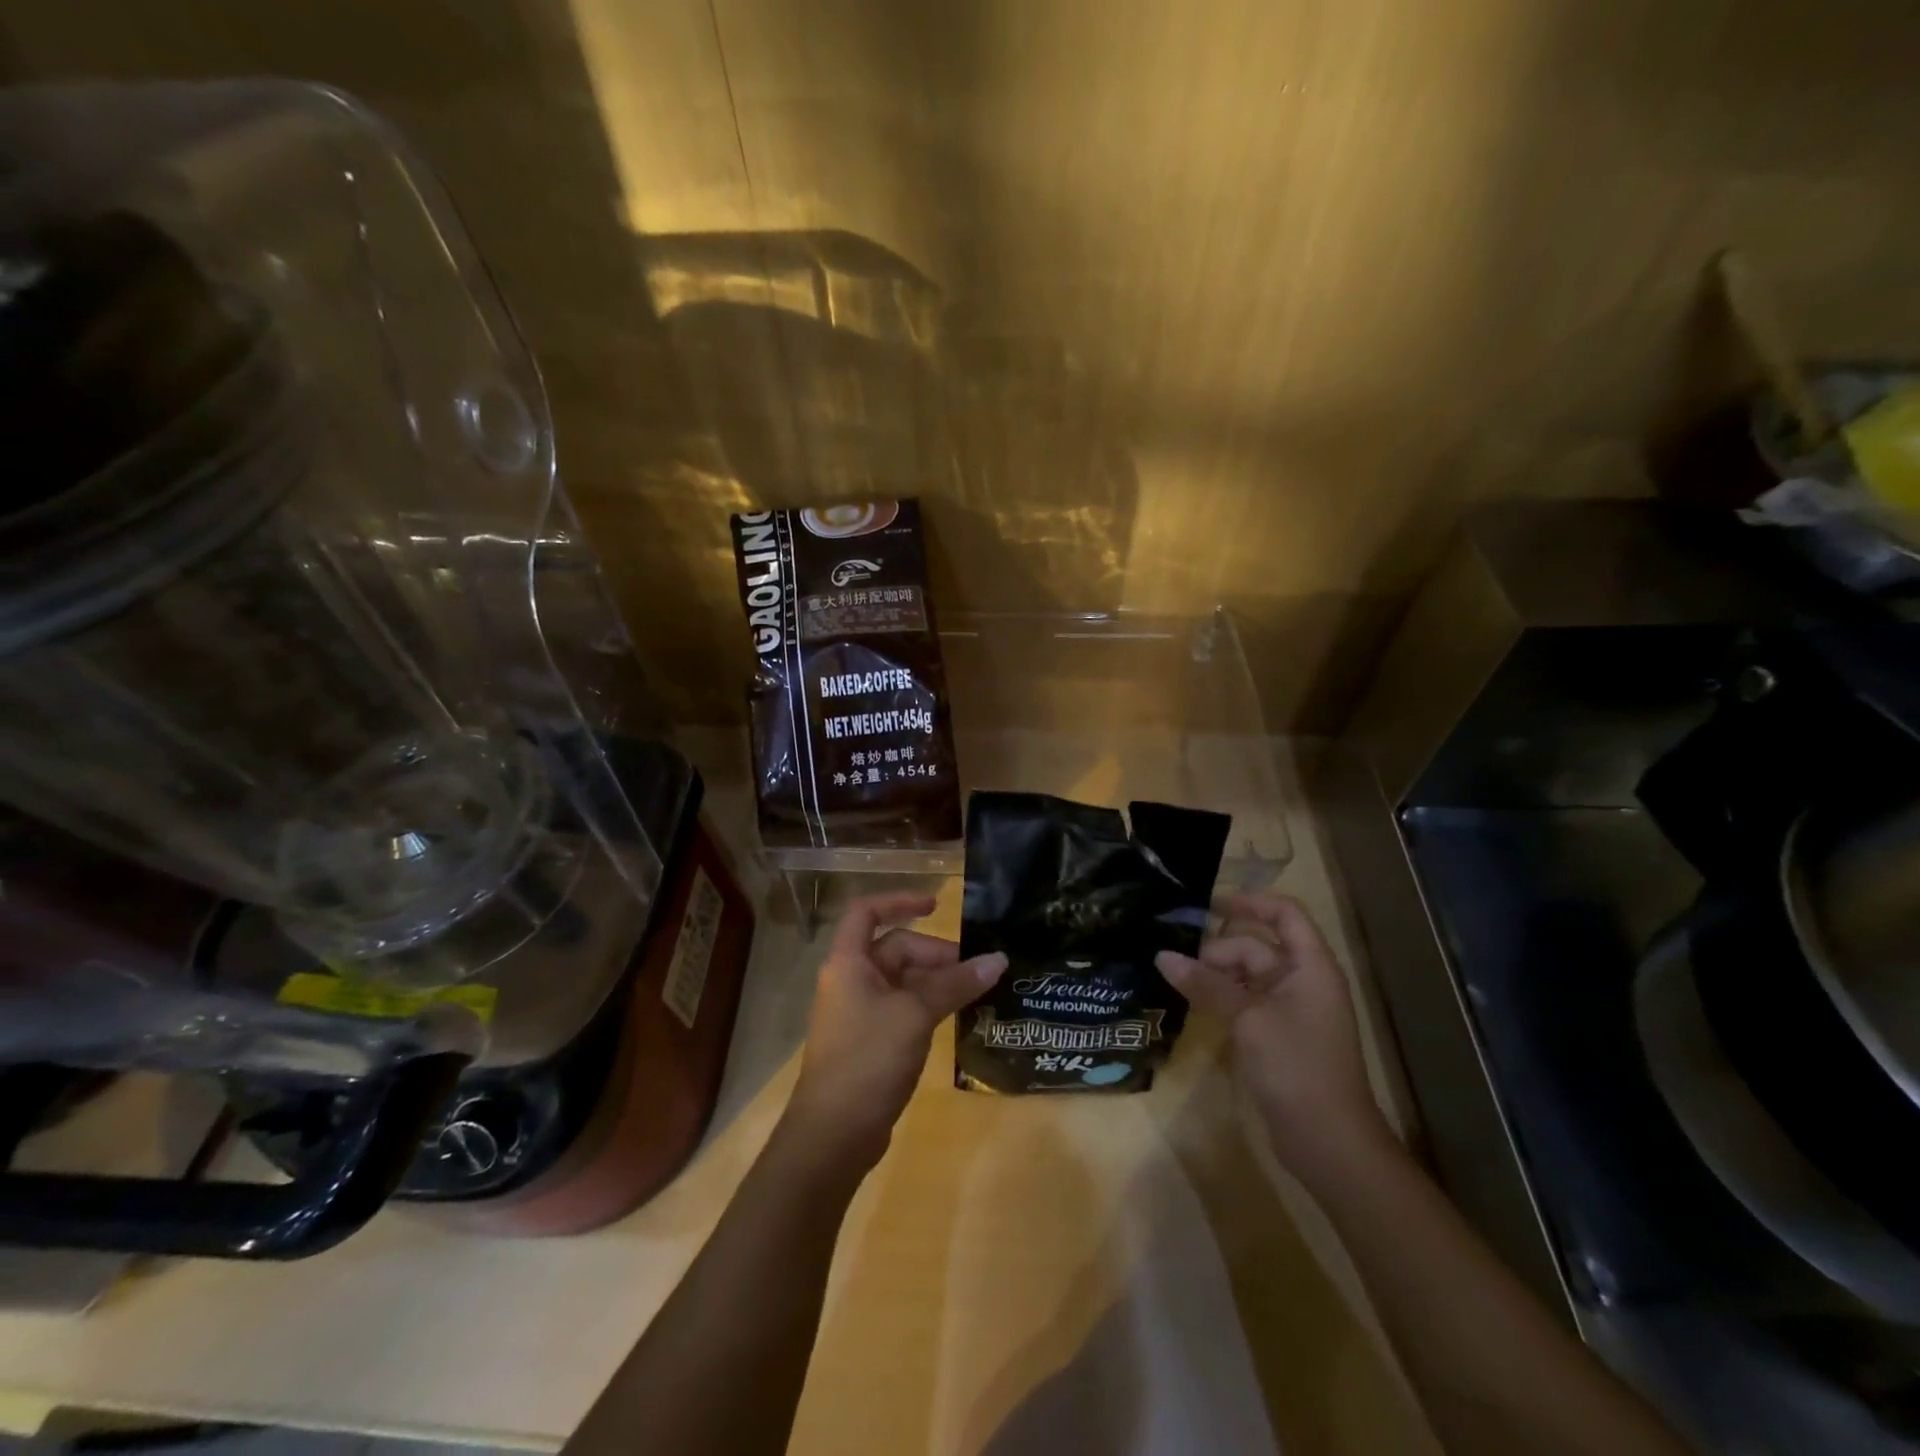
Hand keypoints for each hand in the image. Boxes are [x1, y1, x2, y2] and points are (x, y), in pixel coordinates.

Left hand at [787, 893, 1006, 1166]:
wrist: (833, 1134)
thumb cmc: (868, 1058)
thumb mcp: (916, 1014)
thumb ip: (956, 984)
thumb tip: (998, 959)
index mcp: (848, 962)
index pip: (868, 912)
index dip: (900, 901)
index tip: (938, 905)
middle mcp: (850, 980)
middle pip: (895, 949)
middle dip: (935, 954)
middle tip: (977, 970)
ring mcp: (859, 1013)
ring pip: (903, 981)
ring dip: (937, 982)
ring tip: (977, 992)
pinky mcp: (870, 1042)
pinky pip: (903, 1008)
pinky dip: (929, 1006)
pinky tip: (957, 1017)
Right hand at [1157, 892, 1395, 1185]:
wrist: (1329, 1141)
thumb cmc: (1295, 1067)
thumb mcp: (1246, 1019)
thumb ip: (1205, 984)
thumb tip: (1162, 956)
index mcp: (1310, 966)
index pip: (1284, 913)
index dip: (1248, 902)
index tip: (1206, 904)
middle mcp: (1303, 980)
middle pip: (1256, 945)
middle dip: (1217, 949)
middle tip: (1177, 962)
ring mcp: (1291, 1009)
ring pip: (1247, 974)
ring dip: (1215, 974)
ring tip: (1177, 980)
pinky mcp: (1278, 1034)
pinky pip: (1246, 1000)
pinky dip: (1221, 997)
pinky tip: (1193, 1002)